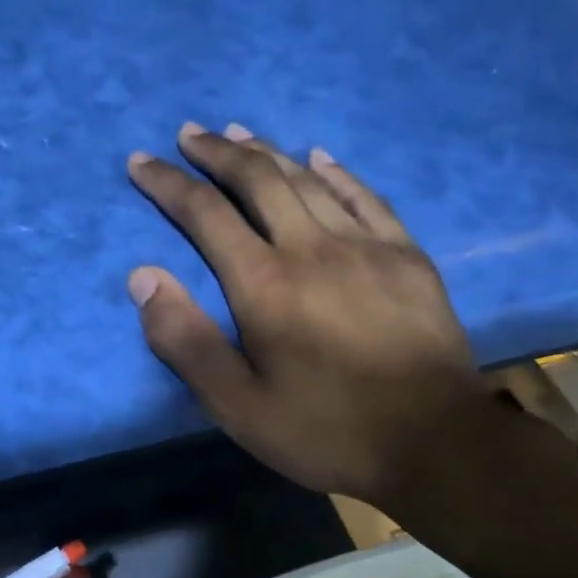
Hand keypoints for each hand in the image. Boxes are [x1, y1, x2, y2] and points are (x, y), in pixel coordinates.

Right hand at [126, 122, 493, 508]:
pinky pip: (366, 197)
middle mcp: (311, 248)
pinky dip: (336, 172)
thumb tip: (143, 278)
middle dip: (217, 153)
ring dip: (268, 152)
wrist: (436, 444)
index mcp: (264, 284)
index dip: (168, 183)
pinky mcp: (406, 256)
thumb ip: (186, 341)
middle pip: (258, 180)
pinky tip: (319, 157)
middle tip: (189, 134)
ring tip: (239, 134)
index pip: (205, 214)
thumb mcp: (237, 406)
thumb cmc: (326, 430)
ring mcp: (366, 246)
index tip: (141, 161)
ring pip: (308, 180)